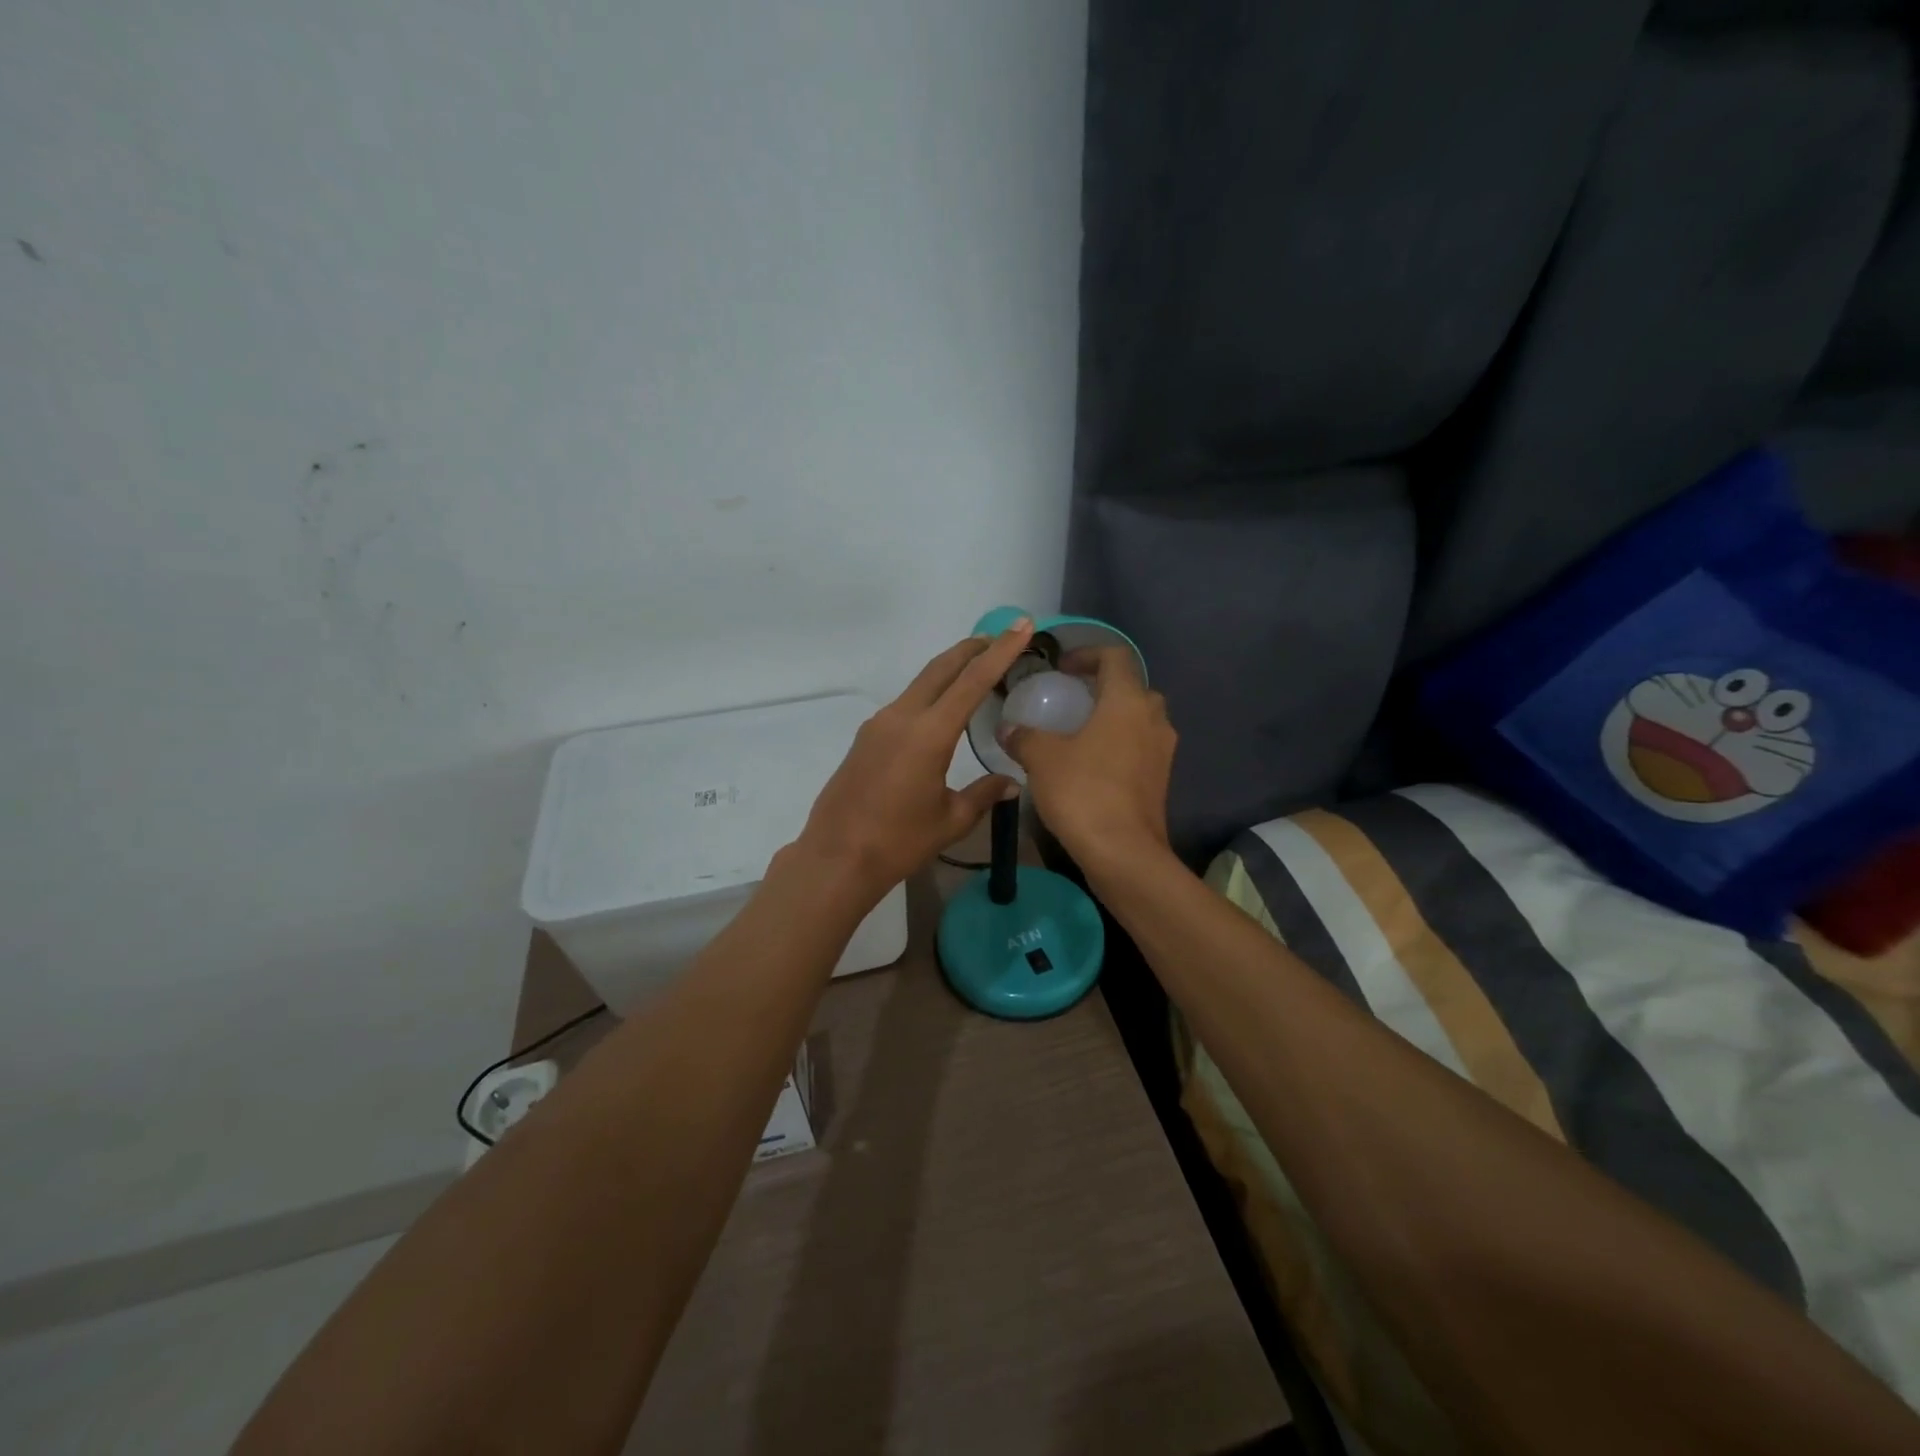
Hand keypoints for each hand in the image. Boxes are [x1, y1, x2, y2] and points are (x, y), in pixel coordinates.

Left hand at [794, 620, 1034, 898]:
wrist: (836, 858)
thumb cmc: (899, 842)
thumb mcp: (950, 820)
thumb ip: (983, 794)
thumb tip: (1011, 783)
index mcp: (928, 734)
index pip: (971, 681)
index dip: (1000, 651)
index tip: (1020, 626)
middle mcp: (902, 717)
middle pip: (941, 668)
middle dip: (972, 648)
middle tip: (1000, 637)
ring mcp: (879, 724)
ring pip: (921, 683)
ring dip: (949, 670)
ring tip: (976, 670)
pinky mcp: (866, 737)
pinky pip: (905, 703)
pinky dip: (930, 693)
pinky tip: (941, 710)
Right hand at [1001, 645, 1175, 869]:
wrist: (1124, 853)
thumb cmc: (1083, 792)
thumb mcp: (1042, 759)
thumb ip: (1024, 736)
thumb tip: (1007, 728)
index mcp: (1128, 701)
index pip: (1115, 656)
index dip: (1087, 654)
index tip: (1062, 668)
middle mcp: (1154, 719)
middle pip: (1132, 687)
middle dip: (1102, 687)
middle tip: (1070, 699)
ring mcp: (1163, 751)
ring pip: (1139, 720)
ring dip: (1112, 718)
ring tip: (1077, 733)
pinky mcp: (1161, 780)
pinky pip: (1140, 748)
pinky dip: (1118, 745)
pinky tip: (1090, 765)